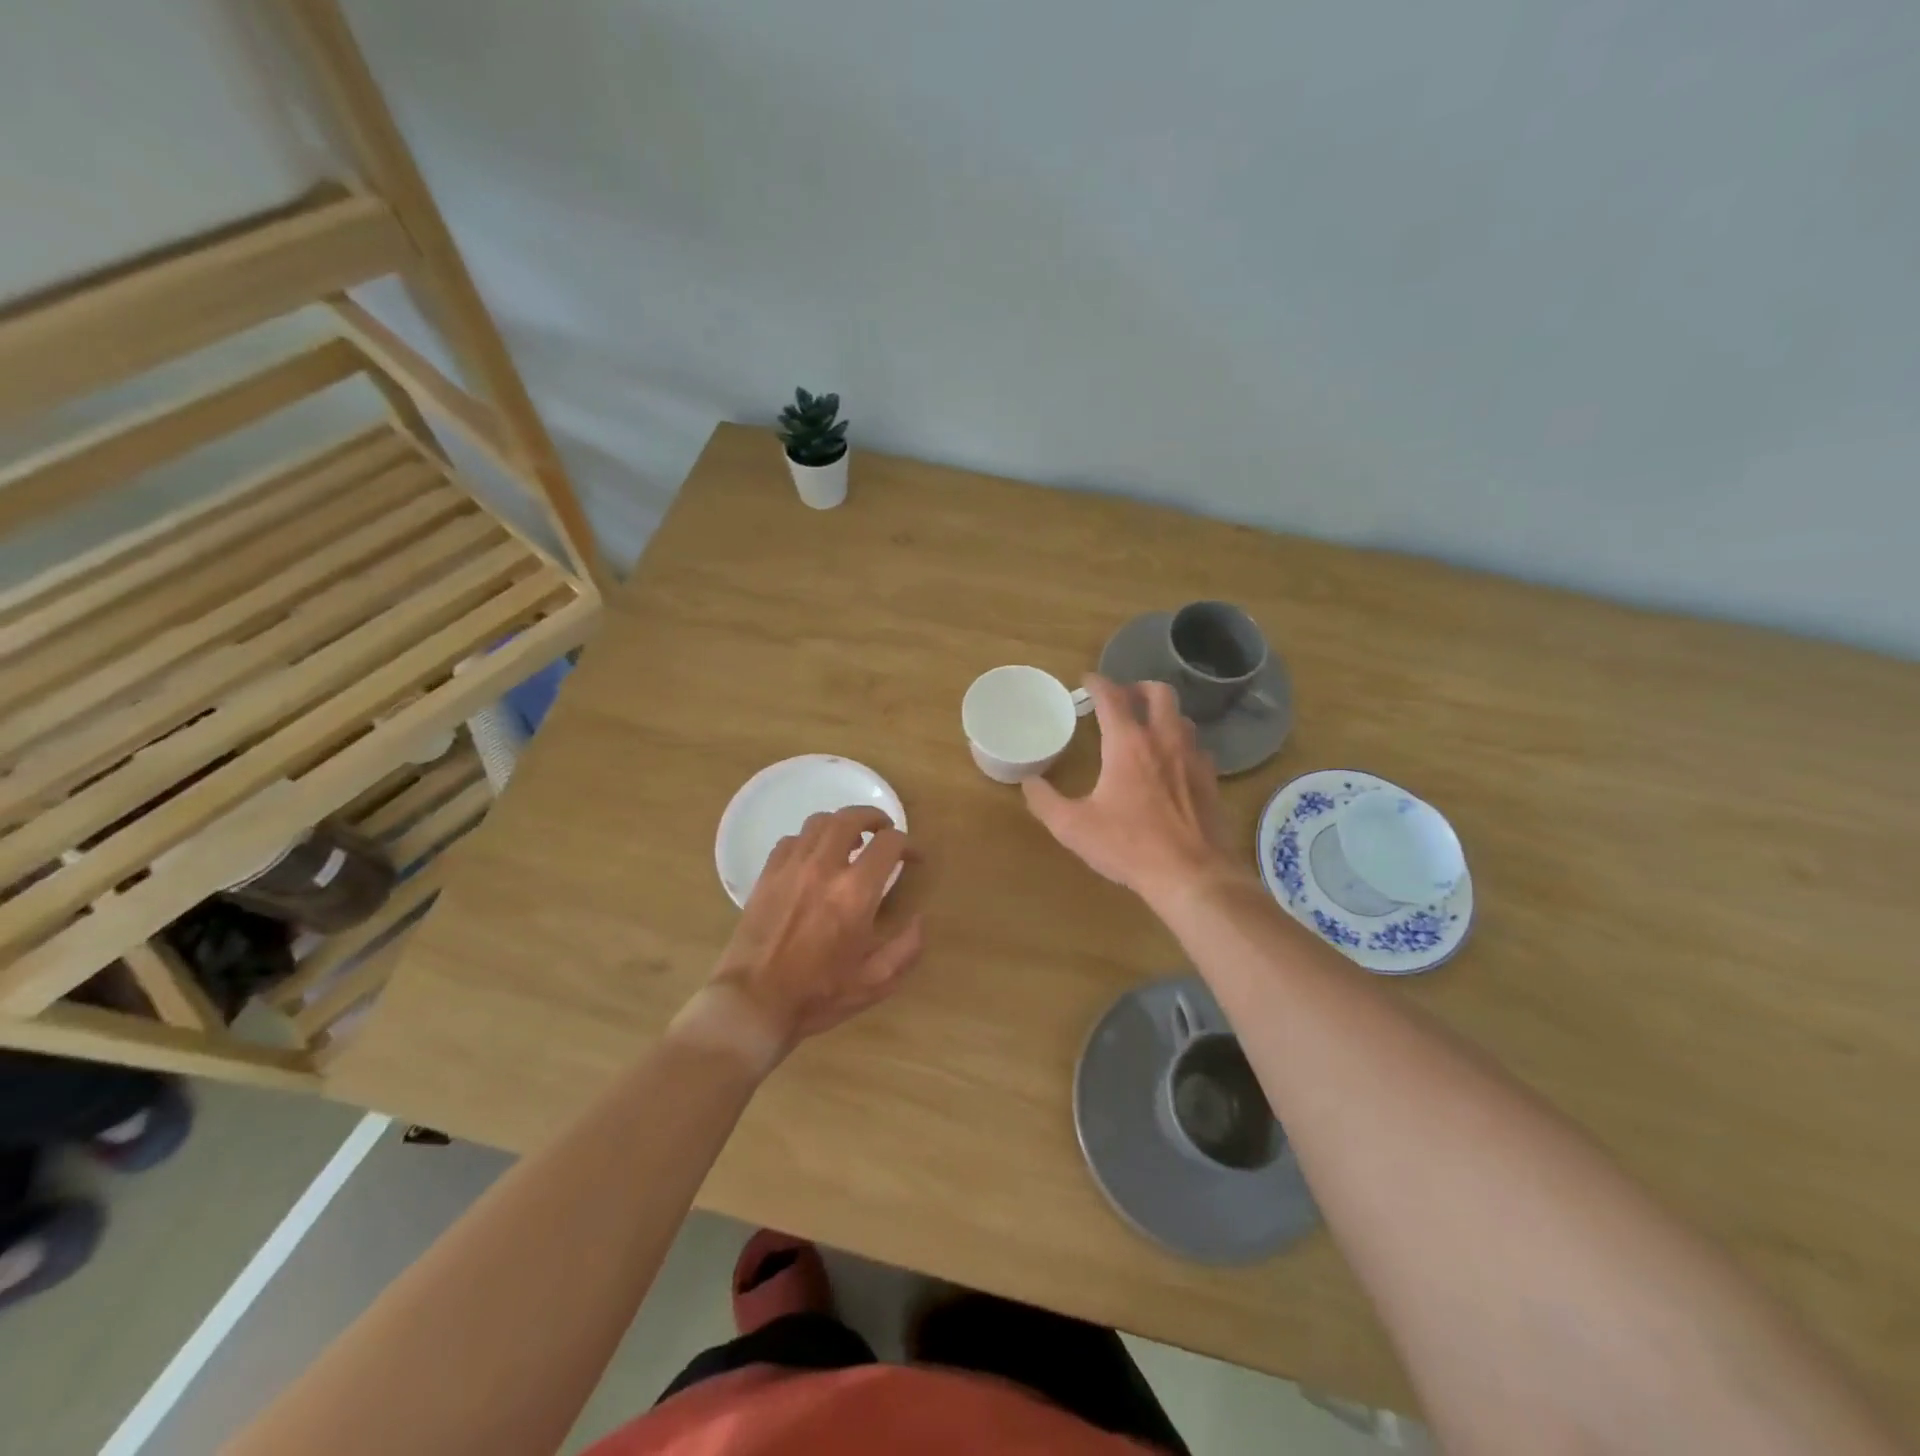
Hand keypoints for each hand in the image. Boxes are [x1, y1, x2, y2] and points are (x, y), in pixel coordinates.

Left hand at [683, 807, 923, 1068]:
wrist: (753, 1003)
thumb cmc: (818, 995)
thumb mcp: (875, 982)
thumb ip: (907, 948)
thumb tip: (920, 919)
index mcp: (855, 892)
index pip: (888, 843)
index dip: (908, 845)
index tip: (913, 858)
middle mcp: (823, 868)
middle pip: (851, 818)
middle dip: (874, 818)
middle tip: (884, 831)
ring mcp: (791, 867)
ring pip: (819, 822)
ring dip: (841, 824)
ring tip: (851, 841)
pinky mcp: (767, 875)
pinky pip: (792, 839)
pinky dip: (810, 840)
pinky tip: (815, 859)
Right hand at [1022, 675, 1237, 906]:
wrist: (1190, 874)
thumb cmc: (1128, 846)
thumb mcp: (1073, 827)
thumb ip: (1044, 801)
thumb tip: (1028, 782)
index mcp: (1128, 744)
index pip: (1112, 697)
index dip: (1098, 683)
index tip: (1087, 680)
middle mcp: (1164, 740)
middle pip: (1159, 692)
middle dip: (1138, 687)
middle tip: (1122, 698)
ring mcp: (1193, 758)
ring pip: (1182, 717)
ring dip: (1162, 714)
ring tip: (1146, 727)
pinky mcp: (1210, 780)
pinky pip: (1197, 747)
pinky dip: (1180, 743)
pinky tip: (1171, 763)